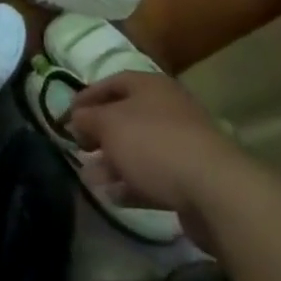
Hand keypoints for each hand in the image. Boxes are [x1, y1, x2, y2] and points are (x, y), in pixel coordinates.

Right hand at [66, 72, 245, 244]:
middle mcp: (167, 109)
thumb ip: (88, 118)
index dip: (86, 97)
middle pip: (125, 117)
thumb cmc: (154, 144)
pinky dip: (132, 184)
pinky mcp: (190, 179)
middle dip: (99, 134)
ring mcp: (182, 145)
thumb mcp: (109, 125)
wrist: (215, 191)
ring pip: (138, 150)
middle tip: (79, 149)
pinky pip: (154, 177)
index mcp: (150, 87)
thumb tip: (77, 117)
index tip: (65, 117)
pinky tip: (113, 197)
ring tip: (91, 179)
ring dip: (112, 163)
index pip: (112, 83)